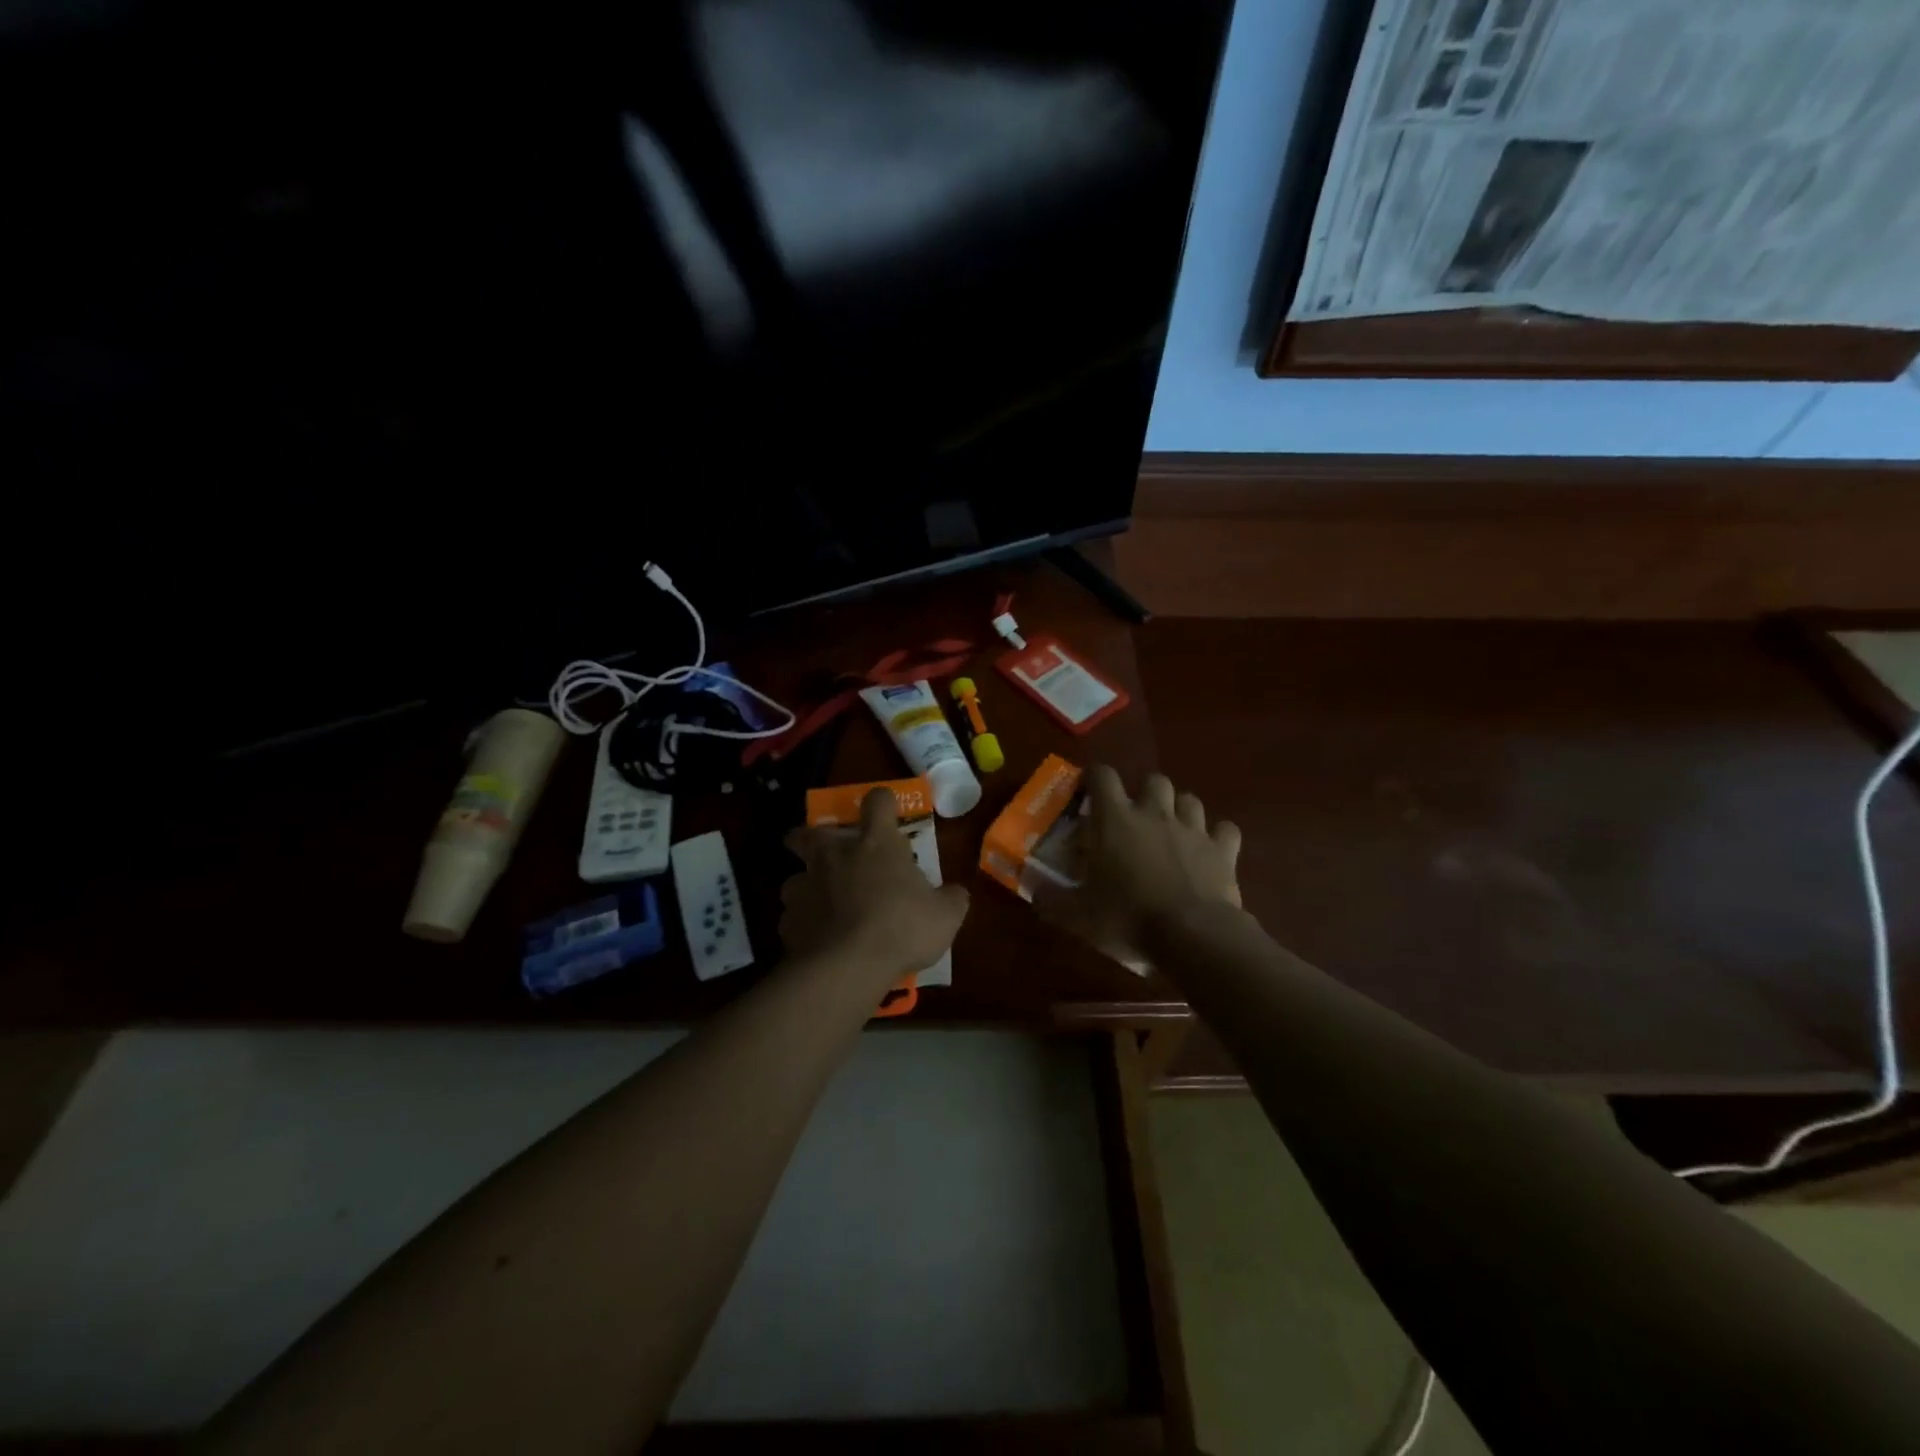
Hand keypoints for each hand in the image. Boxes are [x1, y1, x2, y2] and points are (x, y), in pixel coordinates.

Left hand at [780, 787, 970, 983]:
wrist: (848, 967)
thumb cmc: (902, 928)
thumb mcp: (945, 916)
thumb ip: (951, 899)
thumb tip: (955, 893)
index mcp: (876, 844)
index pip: (878, 802)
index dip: (882, 801)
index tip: (885, 807)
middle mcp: (835, 856)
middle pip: (809, 832)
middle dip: (810, 836)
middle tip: (822, 849)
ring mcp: (806, 887)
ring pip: (794, 878)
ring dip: (805, 886)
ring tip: (819, 903)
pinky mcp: (788, 922)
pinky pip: (793, 918)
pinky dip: (803, 924)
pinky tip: (815, 939)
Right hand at [1035, 767, 1240, 967]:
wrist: (1192, 936)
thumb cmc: (1127, 918)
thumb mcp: (1078, 915)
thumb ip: (1051, 900)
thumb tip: (1034, 892)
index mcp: (1115, 820)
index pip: (1102, 776)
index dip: (1094, 777)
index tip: (1088, 791)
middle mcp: (1154, 813)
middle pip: (1153, 780)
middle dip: (1144, 793)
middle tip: (1135, 819)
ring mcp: (1193, 829)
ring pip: (1190, 800)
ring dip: (1179, 810)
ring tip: (1172, 832)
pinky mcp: (1223, 850)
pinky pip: (1225, 830)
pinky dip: (1218, 837)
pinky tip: (1210, 851)